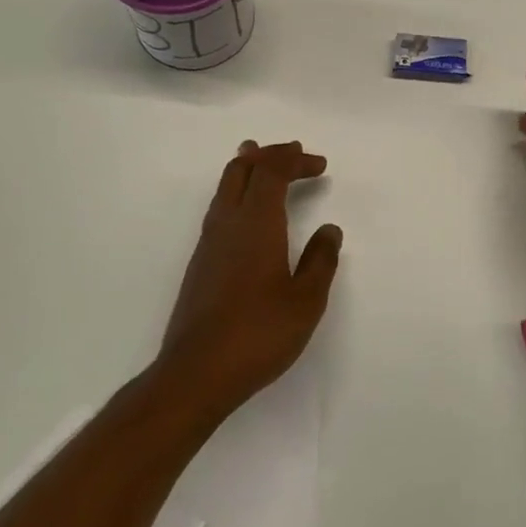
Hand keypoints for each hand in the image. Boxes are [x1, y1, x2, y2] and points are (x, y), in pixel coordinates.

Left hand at [158, 141, 343, 413]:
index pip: (272, 172)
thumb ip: (320, 260)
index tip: (320, 165)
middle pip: (241, 170)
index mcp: (256, 223)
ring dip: (248, 171)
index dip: (295, 160)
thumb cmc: (258, 333)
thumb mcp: (306, 300)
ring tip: (262, 164)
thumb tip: (329, 230)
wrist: (196, 374)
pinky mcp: (200, 264)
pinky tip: (249, 215)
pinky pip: (219, 210)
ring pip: (224, 188)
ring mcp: (208, 244)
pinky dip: (239, 195)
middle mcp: (227, 224)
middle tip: (292, 152)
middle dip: (268, 155)